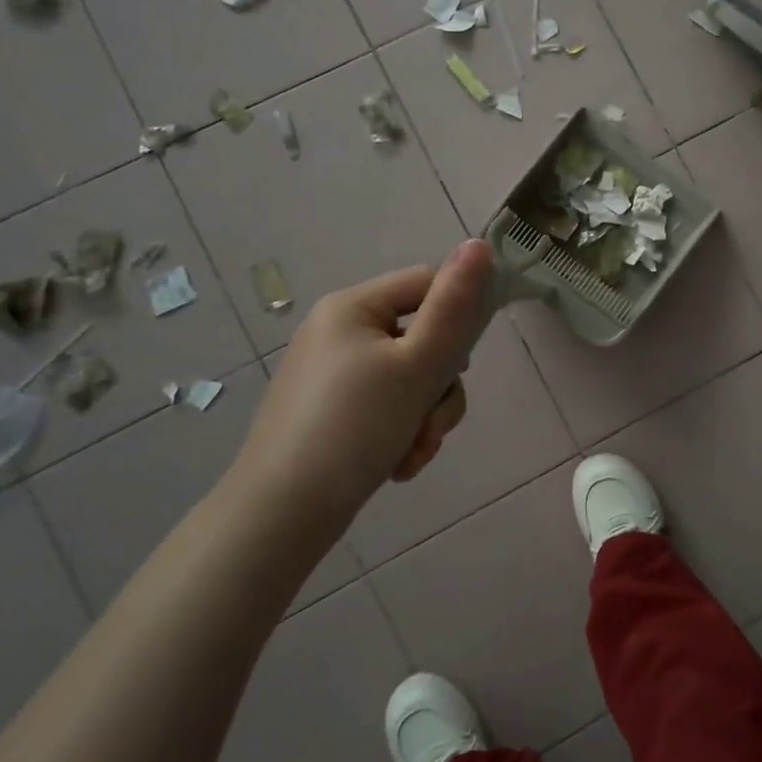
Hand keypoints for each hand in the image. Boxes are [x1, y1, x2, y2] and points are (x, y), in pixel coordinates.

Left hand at [230, 240, 495, 536]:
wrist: (281, 517)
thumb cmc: (355, 428)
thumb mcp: (417, 365)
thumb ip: (455, 306)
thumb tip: (480, 244)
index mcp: (352, 306)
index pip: (428, 283)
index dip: (458, 318)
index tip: (463, 365)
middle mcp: (339, 332)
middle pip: (423, 338)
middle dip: (439, 386)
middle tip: (432, 422)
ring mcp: (333, 375)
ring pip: (410, 379)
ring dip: (426, 416)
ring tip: (414, 453)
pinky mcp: (331, 412)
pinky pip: (387, 406)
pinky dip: (402, 432)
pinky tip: (398, 464)